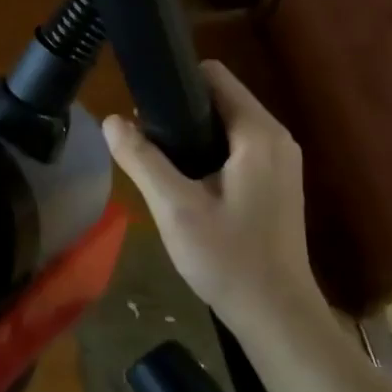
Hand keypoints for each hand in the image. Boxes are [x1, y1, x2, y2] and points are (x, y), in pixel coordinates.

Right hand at [103, 61, 324, 339]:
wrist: (276, 316)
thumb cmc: (228, 258)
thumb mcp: (175, 208)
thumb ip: (141, 159)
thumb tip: (111, 121)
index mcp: (258, 134)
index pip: (214, 76)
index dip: (175, 81)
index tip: (142, 103)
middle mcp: (276, 138)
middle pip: (220, 98)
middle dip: (179, 110)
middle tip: (143, 140)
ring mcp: (280, 162)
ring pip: (226, 125)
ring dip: (192, 134)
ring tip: (157, 160)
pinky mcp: (276, 183)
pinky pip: (236, 148)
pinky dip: (208, 152)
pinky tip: (184, 182)